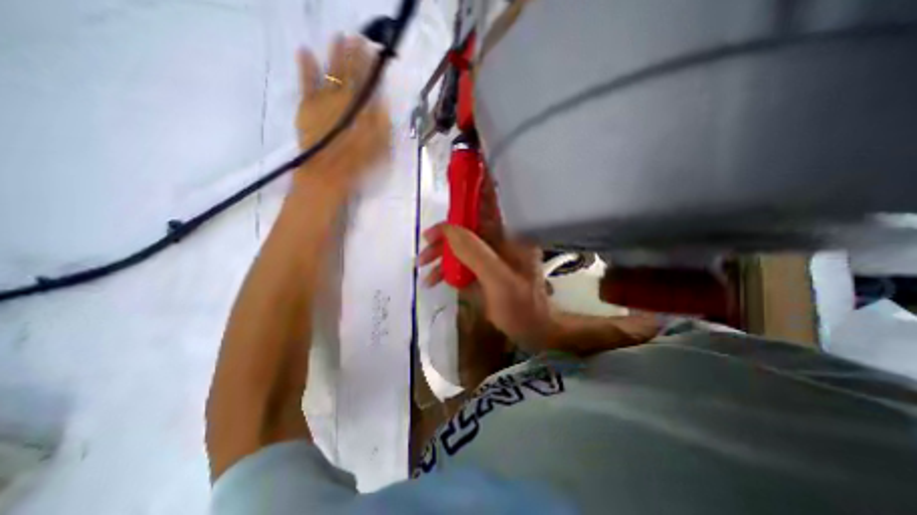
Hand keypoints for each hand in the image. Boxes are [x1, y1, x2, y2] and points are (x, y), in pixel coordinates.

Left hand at [295, 36, 391, 196]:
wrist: (328, 171)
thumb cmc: (358, 162)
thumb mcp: (379, 146)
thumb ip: (381, 123)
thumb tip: (382, 102)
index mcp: (362, 108)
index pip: (367, 81)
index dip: (370, 64)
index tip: (373, 48)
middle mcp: (343, 98)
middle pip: (350, 72)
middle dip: (354, 53)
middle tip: (357, 36)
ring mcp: (323, 99)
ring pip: (331, 71)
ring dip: (334, 54)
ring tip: (338, 37)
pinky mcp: (307, 106)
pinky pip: (306, 82)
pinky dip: (305, 66)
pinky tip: (305, 51)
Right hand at [419, 173, 555, 350]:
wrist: (531, 331)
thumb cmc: (521, 307)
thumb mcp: (499, 281)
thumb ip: (475, 253)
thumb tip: (449, 229)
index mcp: (512, 236)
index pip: (492, 204)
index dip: (475, 189)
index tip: (455, 181)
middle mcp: (502, 240)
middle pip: (470, 225)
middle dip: (446, 232)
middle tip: (426, 243)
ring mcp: (492, 255)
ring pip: (462, 243)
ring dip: (442, 251)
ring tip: (422, 265)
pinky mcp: (484, 268)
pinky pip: (462, 260)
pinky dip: (446, 267)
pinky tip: (433, 279)